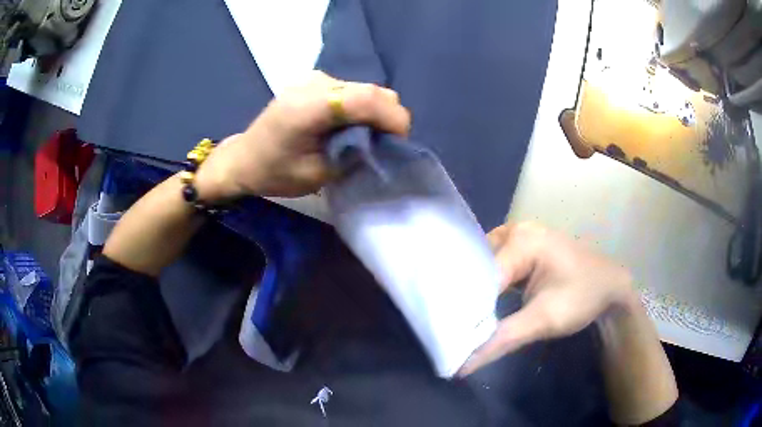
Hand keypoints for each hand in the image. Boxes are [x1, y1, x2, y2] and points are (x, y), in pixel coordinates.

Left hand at [194, 71, 410, 200]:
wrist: (244, 158)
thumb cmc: (274, 173)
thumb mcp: (317, 174)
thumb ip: (352, 155)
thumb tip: (378, 142)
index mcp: (310, 107)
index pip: (367, 99)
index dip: (393, 118)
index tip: (399, 141)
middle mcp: (315, 84)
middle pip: (372, 90)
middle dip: (387, 116)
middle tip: (382, 144)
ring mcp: (315, 79)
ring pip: (365, 88)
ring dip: (374, 112)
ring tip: (362, 137)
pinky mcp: (314, 81)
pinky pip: (351, 90)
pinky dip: (360, 107)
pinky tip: (346, 125)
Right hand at [459, 222, 636, 374]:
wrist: (611, 286)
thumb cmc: (583, 297)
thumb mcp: (544, 320)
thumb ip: (501, 340)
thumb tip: (460, 366)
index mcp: (521, 241)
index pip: (479, 277)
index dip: (464, 308)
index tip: (450, 337)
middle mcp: (514, 231)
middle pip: (477, 267)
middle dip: (466, 298)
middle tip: (451, 329)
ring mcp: (518, 237)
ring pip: (483, 266)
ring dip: (475, 293)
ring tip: (460, 320)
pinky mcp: (522, 248)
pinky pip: (494, 266)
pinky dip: (487, 287)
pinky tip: (480, 306)